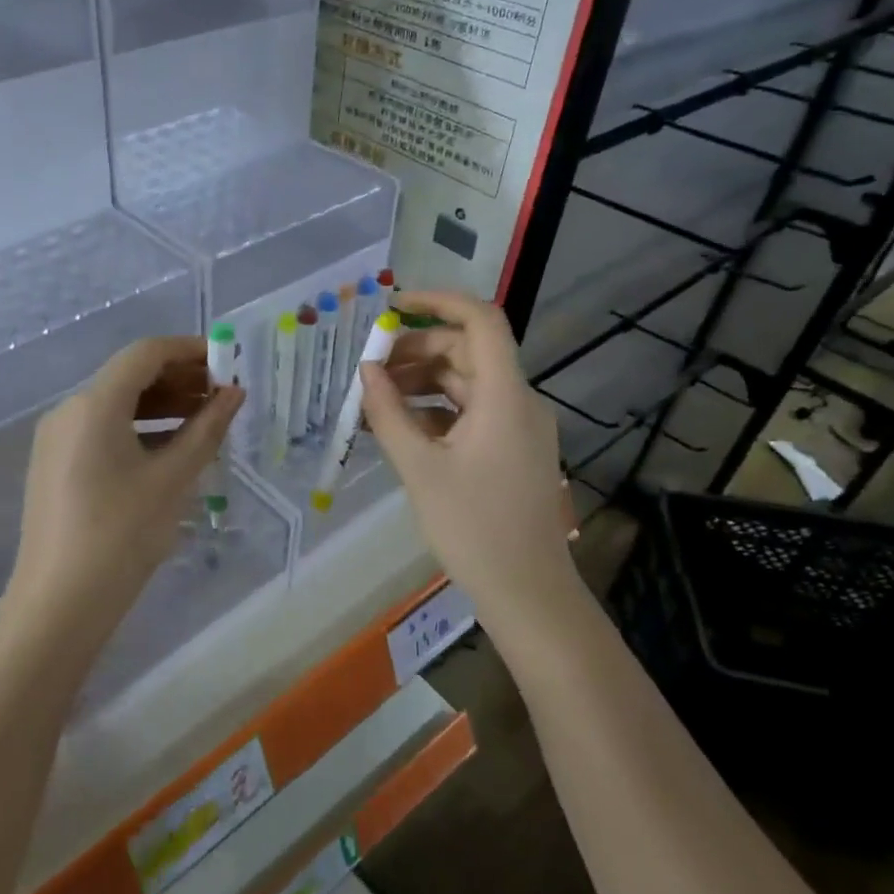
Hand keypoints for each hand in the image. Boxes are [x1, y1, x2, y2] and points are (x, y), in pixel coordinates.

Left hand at [6, 337, 242, 646]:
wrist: (59, 604)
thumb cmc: (121, 536)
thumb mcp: (172, 480)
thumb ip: (206, 430)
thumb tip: (234, 394)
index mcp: (94, 404)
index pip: (145, 354)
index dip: (189, 350)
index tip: (228, 360)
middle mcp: (69, 410)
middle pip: (129, 376)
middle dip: (179, 379)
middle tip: (224, 394)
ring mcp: (58, 438)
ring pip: (116, 403)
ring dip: (162, 405)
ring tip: (207, 419)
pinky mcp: (56, 464)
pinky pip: (103, 429)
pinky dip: (140, 428)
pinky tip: (172, 447)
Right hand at [360, 291, 577, 618]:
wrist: (527, 592)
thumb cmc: (473, 528)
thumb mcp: (420, 468)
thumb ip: (389, 413)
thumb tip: (366, 371)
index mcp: (505, 395)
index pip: (481, 321)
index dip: (439, 302)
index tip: (394, 306)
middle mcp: (519, 401)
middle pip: (468, 352)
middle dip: (416, 351)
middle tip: (370, 369)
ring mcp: (519, 426)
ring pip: (467, 383)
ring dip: (422, 383)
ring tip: (376, 400)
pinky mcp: (512, 449)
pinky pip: (472, 412)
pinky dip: (437, 411)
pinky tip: (402, 428)